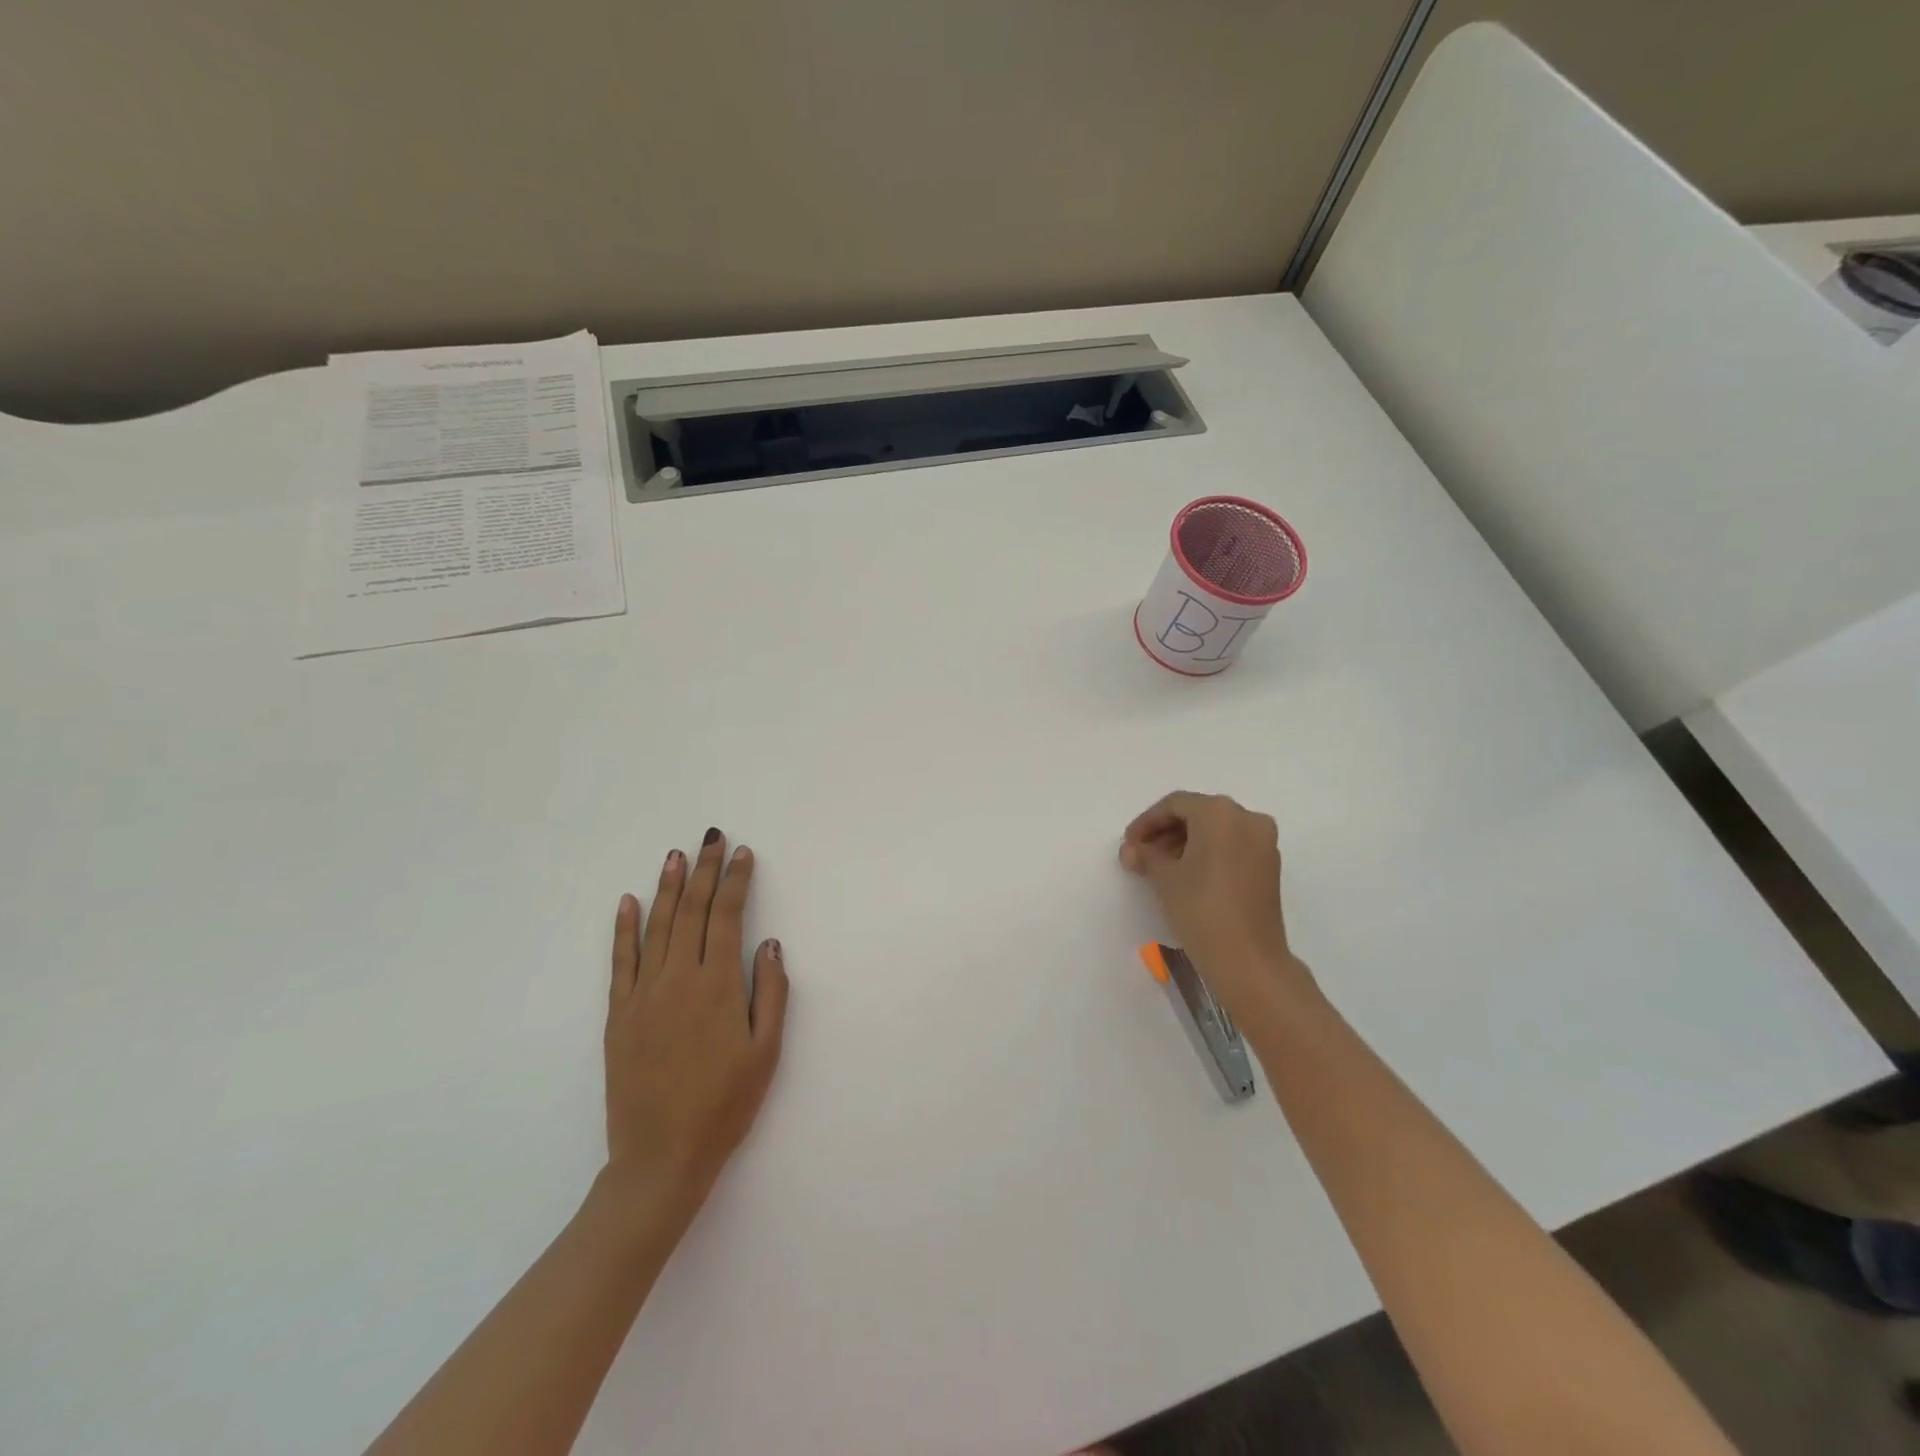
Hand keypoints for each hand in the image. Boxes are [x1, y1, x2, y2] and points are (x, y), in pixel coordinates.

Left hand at [602, 828, 789, 1218]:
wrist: (661, 1157)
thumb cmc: (725, 1104)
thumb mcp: (766, 1052)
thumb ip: (771, 993)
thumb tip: (770, 943)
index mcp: (718, 986)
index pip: (727, 917)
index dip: (735, 881)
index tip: (742, 853)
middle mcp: (678, 979)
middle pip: (691, 911)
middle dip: (703, 871)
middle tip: (711, 838)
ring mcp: (643, 995)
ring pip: (657, 927)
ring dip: (667, 887)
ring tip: (675, 855)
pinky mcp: (618, 1015)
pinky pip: (621, 961)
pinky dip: (624, 928)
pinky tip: (628, 902)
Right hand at [1119, 791, 1316, 1012]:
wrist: (1248, 959)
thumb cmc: (1201, 908)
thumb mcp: (1164, 878)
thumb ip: (1145, 855)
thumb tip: (1131, 850)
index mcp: (1220, 812)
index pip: (1175, 805)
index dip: (1147, 822)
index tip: (1129, 843)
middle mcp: (1247, 818)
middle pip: (1198, 814)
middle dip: (1166, 831)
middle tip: (1141, 854)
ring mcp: (1263, 842)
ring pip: (1217, 830)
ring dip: (1186, 842)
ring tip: (1160, 867)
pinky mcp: (1269, 866)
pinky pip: (1232, 846)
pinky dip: (1208, 853)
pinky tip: (1187, 874)